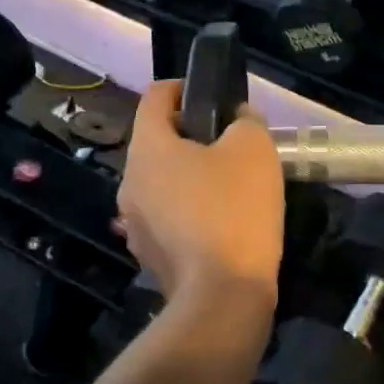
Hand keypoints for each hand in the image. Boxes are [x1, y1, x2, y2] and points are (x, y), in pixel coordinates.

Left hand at [117, 81, 283, 328]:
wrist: (222, 297)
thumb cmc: (235, 210)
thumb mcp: (253, 149)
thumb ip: (245, 121)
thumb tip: (237, 121)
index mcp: (148, 148)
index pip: (155, 97)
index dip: (183, 87)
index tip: (212, 96)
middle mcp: (130, 181)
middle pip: (157, 141)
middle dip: (192, 135)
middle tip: (231, 143)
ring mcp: (134, 221)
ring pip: (162, 181)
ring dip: (190, 174)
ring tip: (230, 184)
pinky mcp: (148, 254)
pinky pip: (167, 215)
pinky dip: (189, 209)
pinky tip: (221, 222)